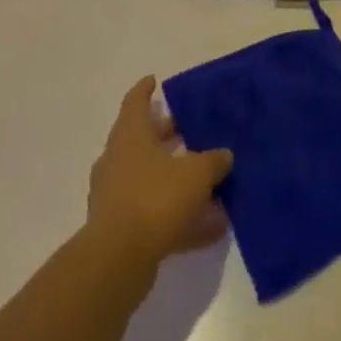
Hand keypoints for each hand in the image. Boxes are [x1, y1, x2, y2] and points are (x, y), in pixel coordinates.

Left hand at [86, 77, 233, 271]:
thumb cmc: (155, 198)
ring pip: (151, 179)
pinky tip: (211, 228)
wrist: (117, 260)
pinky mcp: (121, 229)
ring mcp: (116, 195)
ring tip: (209, 183)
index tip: (155, 81)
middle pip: (144, 140)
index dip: (145, 90)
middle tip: (190, 129)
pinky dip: (180, 216)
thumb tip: (224, 155)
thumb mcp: (195, 174)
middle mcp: (118, 160)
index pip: (136, 102)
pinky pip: (155, 214)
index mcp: (131, 135)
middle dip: (167, 135)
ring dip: (176, 179)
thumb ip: (213, 161)